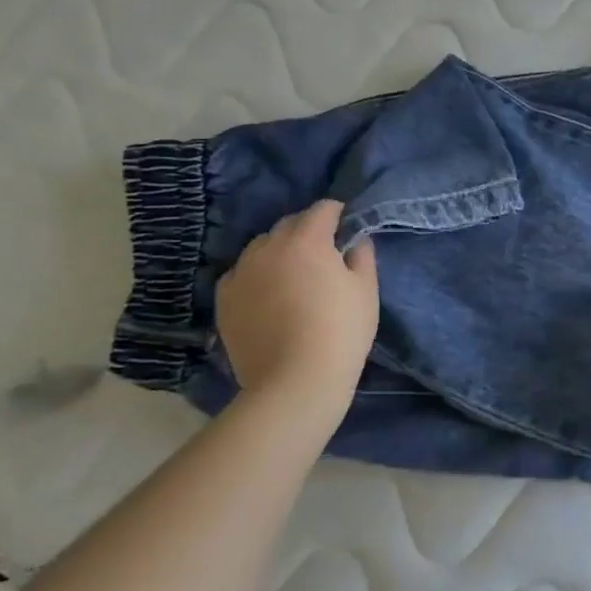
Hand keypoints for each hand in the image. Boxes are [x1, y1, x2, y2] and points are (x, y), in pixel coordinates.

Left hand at [215, 200, 378, 414]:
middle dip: (307, 231)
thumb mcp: (366, 290)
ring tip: (291, 275)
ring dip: (278, 251)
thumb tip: (355, 240)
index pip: (323, 209)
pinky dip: (255, 276)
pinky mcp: (225, 299)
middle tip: (323, 255)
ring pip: (261, 247)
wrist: (295, 381)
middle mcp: (269, 247)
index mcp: (307, 239)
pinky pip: (241, 274)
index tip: (347, 229)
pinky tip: (267, 296)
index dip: (338, 214)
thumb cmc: (341, 331)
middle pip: (289, 224)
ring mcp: (241, 272)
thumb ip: (362, 255)